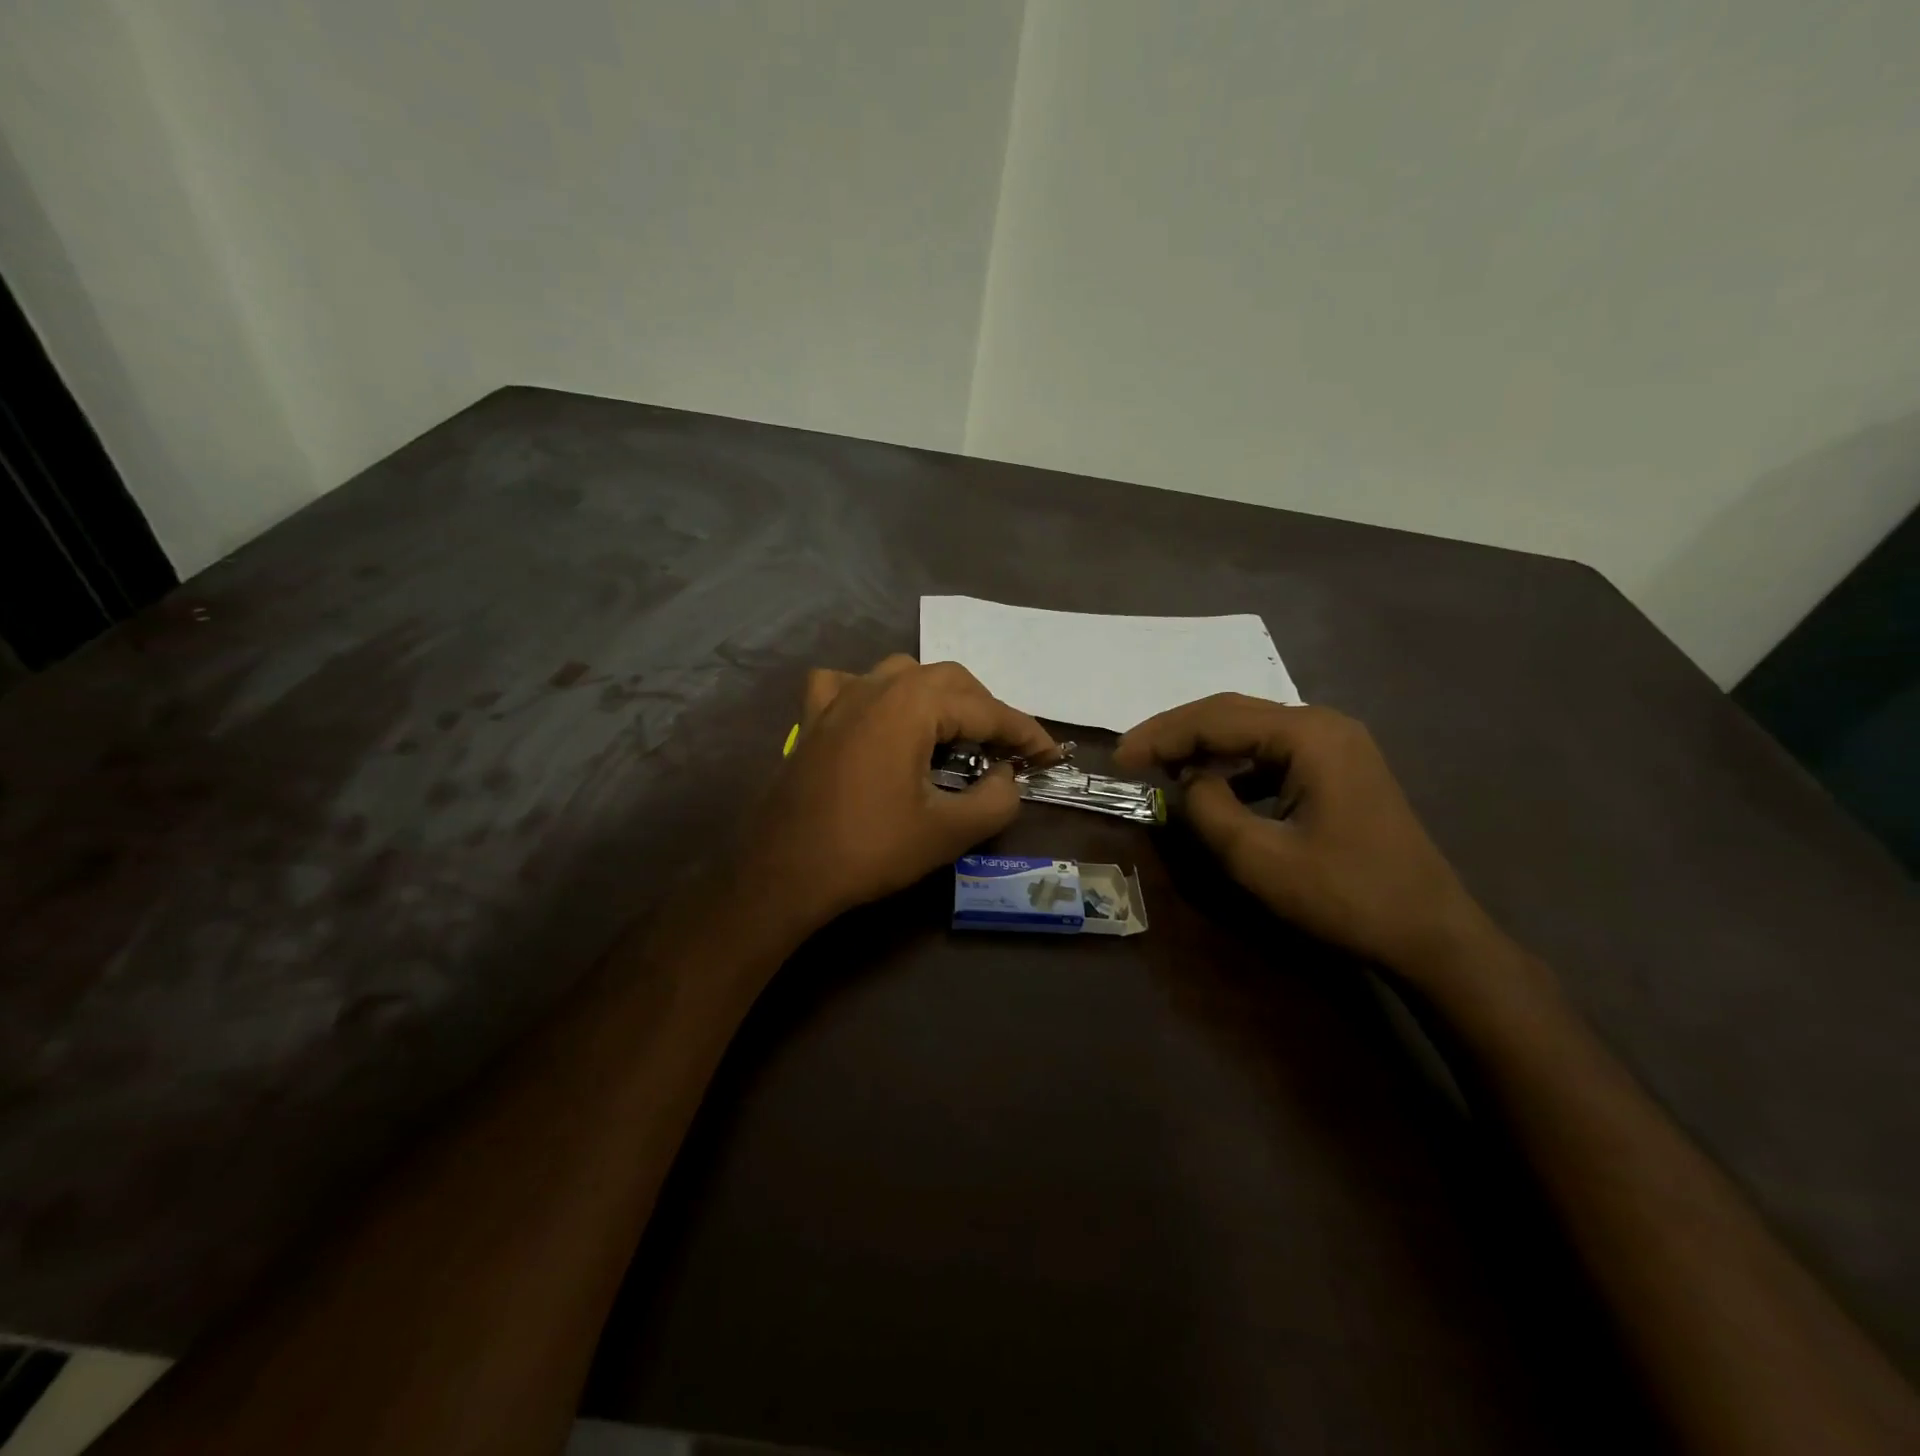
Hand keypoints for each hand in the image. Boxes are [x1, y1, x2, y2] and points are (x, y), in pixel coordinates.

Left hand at [746, 655, 1054, 933]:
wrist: (783, 872)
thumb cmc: (869, 849)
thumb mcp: (948, 832)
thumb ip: (996, 799)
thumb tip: (1006, 775)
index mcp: (911, 704)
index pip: (985, 709)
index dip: (1024, 733)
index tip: (1050, 756)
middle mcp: (876, 685)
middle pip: (948, 681)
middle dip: (985, 710)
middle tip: (1005, 750)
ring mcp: (838, 697)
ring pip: (903, 675)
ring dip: (938, 698)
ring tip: (954, 734)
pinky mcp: (813, 718)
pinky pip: (850, 686)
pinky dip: (875, 694)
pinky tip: (878, 717)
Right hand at [1114, 695, 1499, 981]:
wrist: (1431, 933)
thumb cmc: (1346, 896)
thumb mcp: (1260, 859)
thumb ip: (1209, 811)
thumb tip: (1188, 783)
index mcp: (1308, 735)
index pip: (1216, 719)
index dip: (1161, 735)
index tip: (1118, 758)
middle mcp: (1323, 725)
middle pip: (1232, 713)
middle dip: (1177, 732)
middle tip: (1130, 755)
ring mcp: (1336, 745)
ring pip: (1251, 730)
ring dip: (1203, 745)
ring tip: (1160, 766)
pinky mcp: (1338, 768)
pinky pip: (1271, 752)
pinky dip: (1233, 765)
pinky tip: (1212, 786)